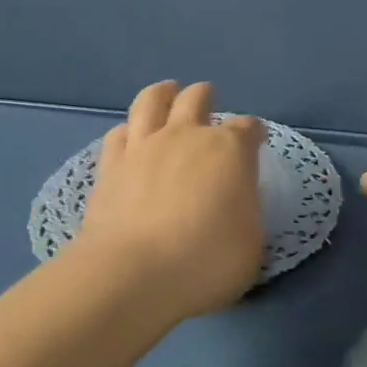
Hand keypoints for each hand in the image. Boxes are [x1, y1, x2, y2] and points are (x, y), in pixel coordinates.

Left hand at [75, 80, 264, 319]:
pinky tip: (130, 136)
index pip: (247, 128)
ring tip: (167, 92)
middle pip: (196, 99)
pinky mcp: (110, 166)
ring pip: (152, 101)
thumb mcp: (251, 245)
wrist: (134, 274)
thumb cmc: (206, 262)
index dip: (253, 132)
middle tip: (208, 101)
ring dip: (163, 93)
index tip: (255, 140)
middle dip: (205, 97)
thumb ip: (246, 213)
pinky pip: (118, 134)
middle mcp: (186, 136)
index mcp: (229, 150)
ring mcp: (144, 147)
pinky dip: (128, 131)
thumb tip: (235, 202)